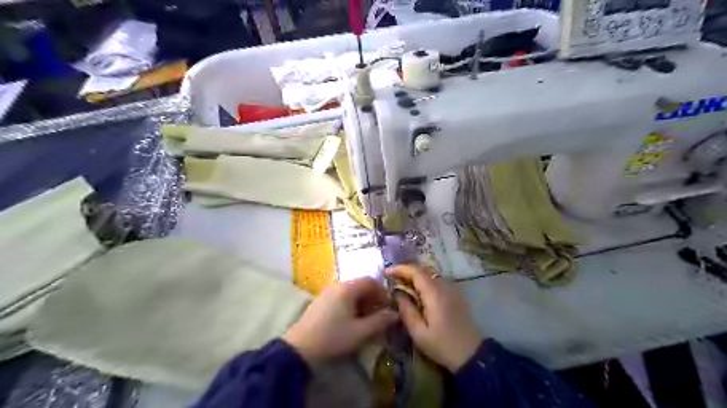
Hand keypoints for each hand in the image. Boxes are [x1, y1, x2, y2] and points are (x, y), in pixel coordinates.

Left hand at [282, 278, 396, 365]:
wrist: (299, 348)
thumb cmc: (333, 337)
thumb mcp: (360, 332)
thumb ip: (380, 321)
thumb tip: (395, 314)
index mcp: (347, 289)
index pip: (370, 281)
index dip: (383, 292)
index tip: (389, 307)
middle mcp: (337, 286)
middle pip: (360, 286)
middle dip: (373, 299)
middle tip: (379, 315)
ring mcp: (327, 293)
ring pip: (351, 292)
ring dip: (362, 303)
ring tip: (367, 320)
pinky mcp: (320, 302)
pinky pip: (341, 298)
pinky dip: (351, 305)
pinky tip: (351, 321)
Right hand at [386, 265, 481, 372]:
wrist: (471, 354)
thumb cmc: (442, 345)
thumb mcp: (418, 332)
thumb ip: (406, 310)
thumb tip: (396, 293)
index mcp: (434, 293)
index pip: (415, 271)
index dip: (400, 269)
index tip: (386, 272)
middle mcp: (444, 285)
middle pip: (423, 270)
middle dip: (406, 271)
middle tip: (392, 279)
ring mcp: (452, 288)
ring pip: (430, 274)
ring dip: (416, 276)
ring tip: (402, 285)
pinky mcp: (456, 294)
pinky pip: (437, 280)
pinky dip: (425, 281)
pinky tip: (418, 292)